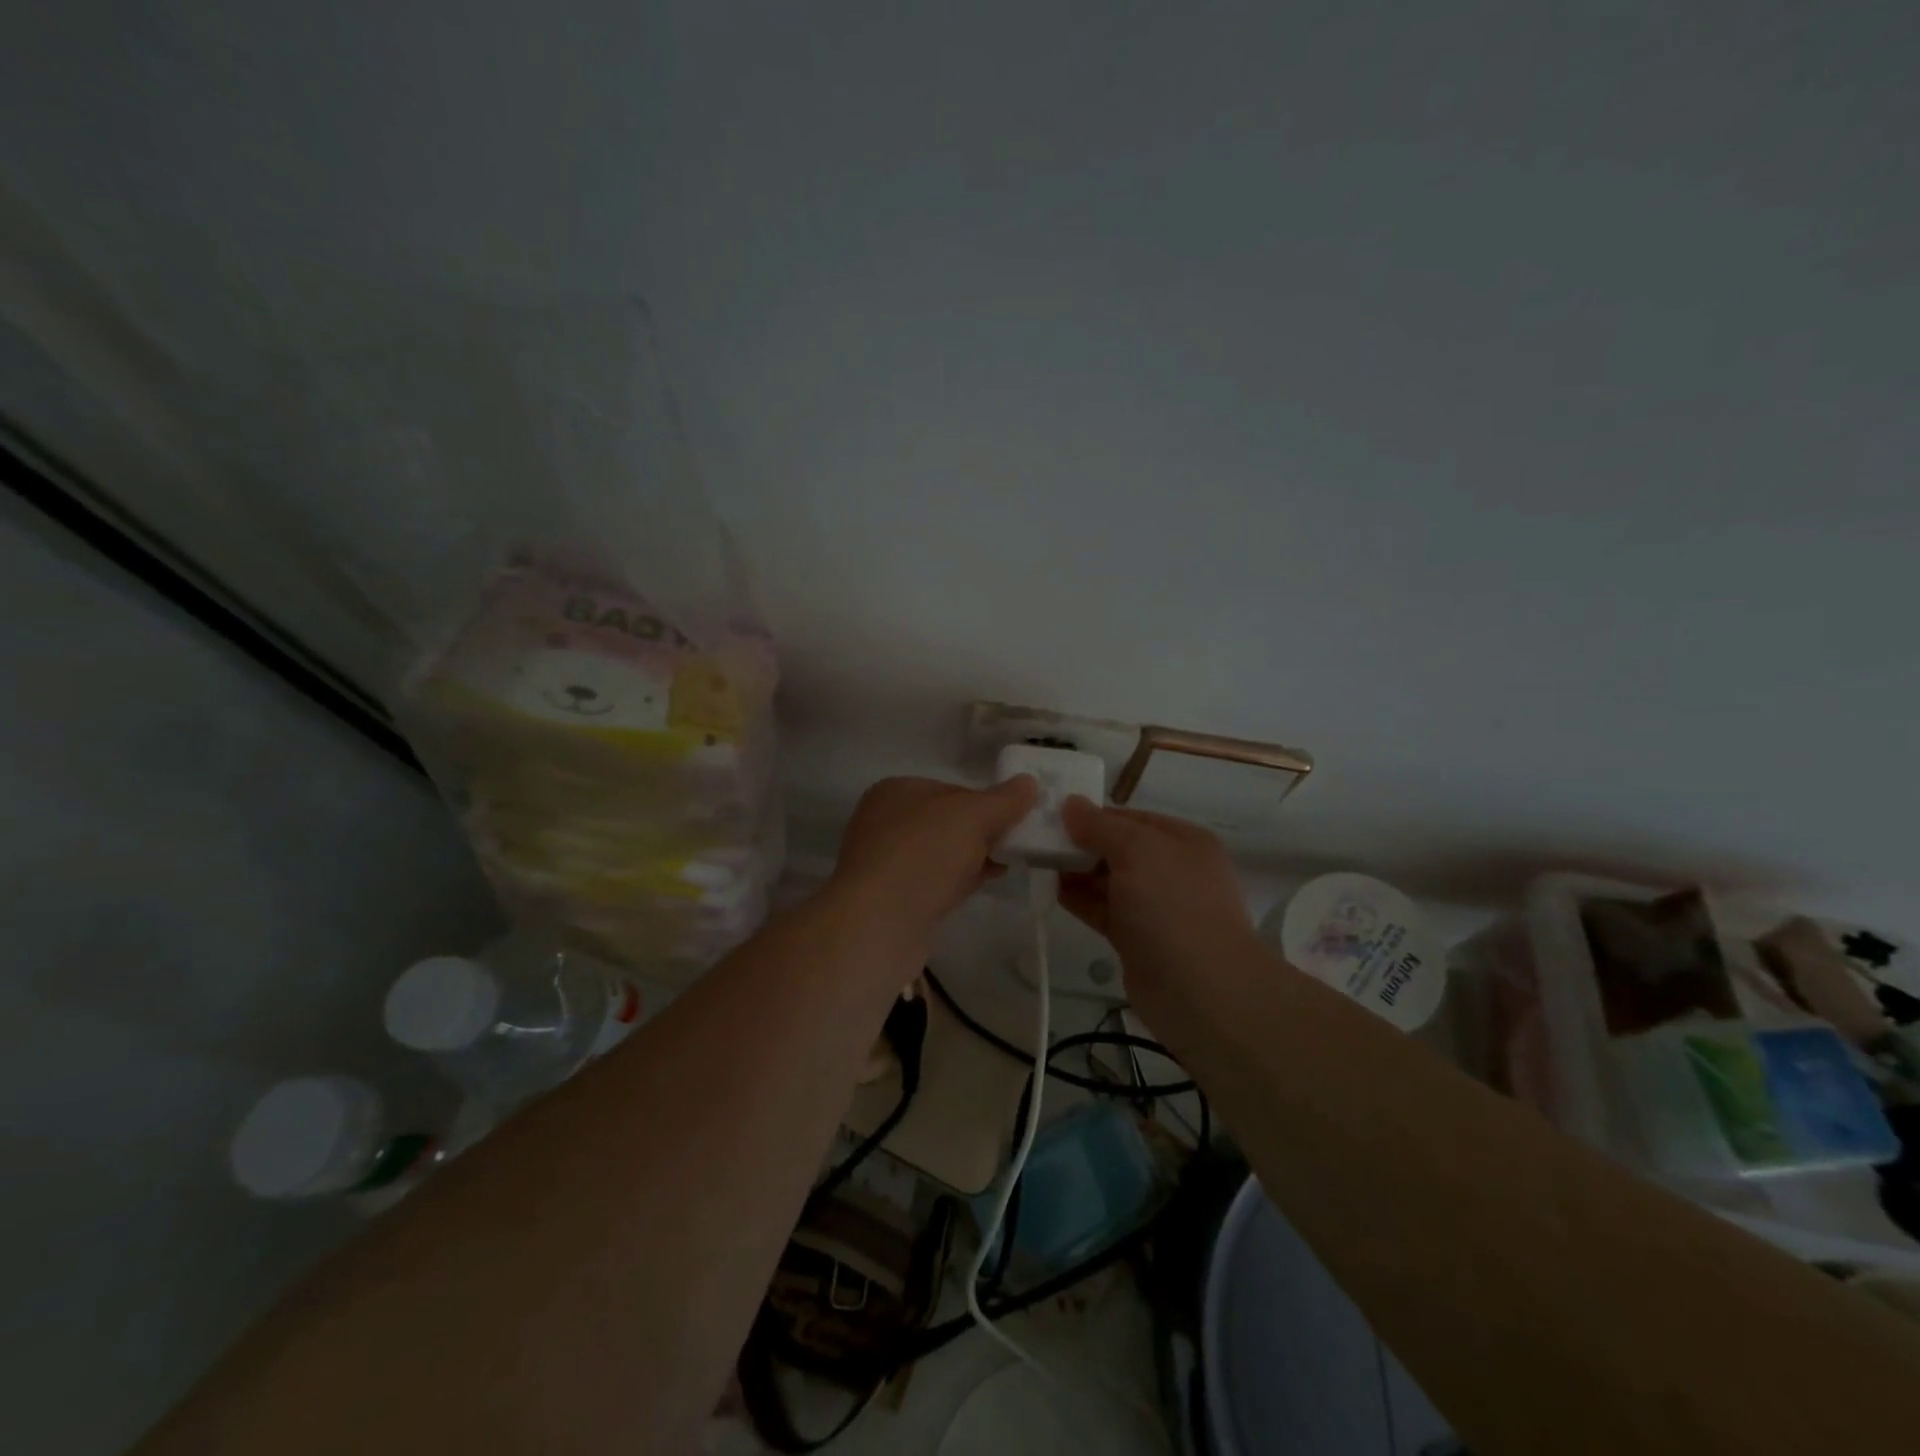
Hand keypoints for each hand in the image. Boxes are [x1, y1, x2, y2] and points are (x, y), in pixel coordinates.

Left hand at [827, 775, 1039, 964]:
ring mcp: (885, 862)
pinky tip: (983, 885)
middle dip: (982, 832)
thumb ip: (1003, 800)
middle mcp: (884, 822)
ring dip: (973, 858)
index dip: (986, 803)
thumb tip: (1029, 782)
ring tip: (1006, 865)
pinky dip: (958, 881)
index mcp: (895, 791)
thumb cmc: (923, 855)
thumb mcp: (972, 817)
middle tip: (1016, 844)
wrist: (878, 924)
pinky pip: (933, 882)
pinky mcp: (892, 899)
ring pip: (941, 854)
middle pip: (947, 822)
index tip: (1015, 820)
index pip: (952, 790)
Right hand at [1058, 797, 1263, 1002]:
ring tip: (1038, 863)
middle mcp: (1172, 870)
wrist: (1199, 989)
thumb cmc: (1172, 904)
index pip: (1131, 819)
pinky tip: (1054, 891)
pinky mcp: (1137, 938)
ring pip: (1109, 880)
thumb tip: (1071, 803)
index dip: (1093, 815)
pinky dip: (1081, 900)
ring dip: (1077, 872)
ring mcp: (1155, 907)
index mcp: (1183, 841)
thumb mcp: (1137, 850)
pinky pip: (1104, 910)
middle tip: (1038, 840)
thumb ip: (1100, 826)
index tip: (1053, 815)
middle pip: (1118, 849)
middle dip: (1082, 844)